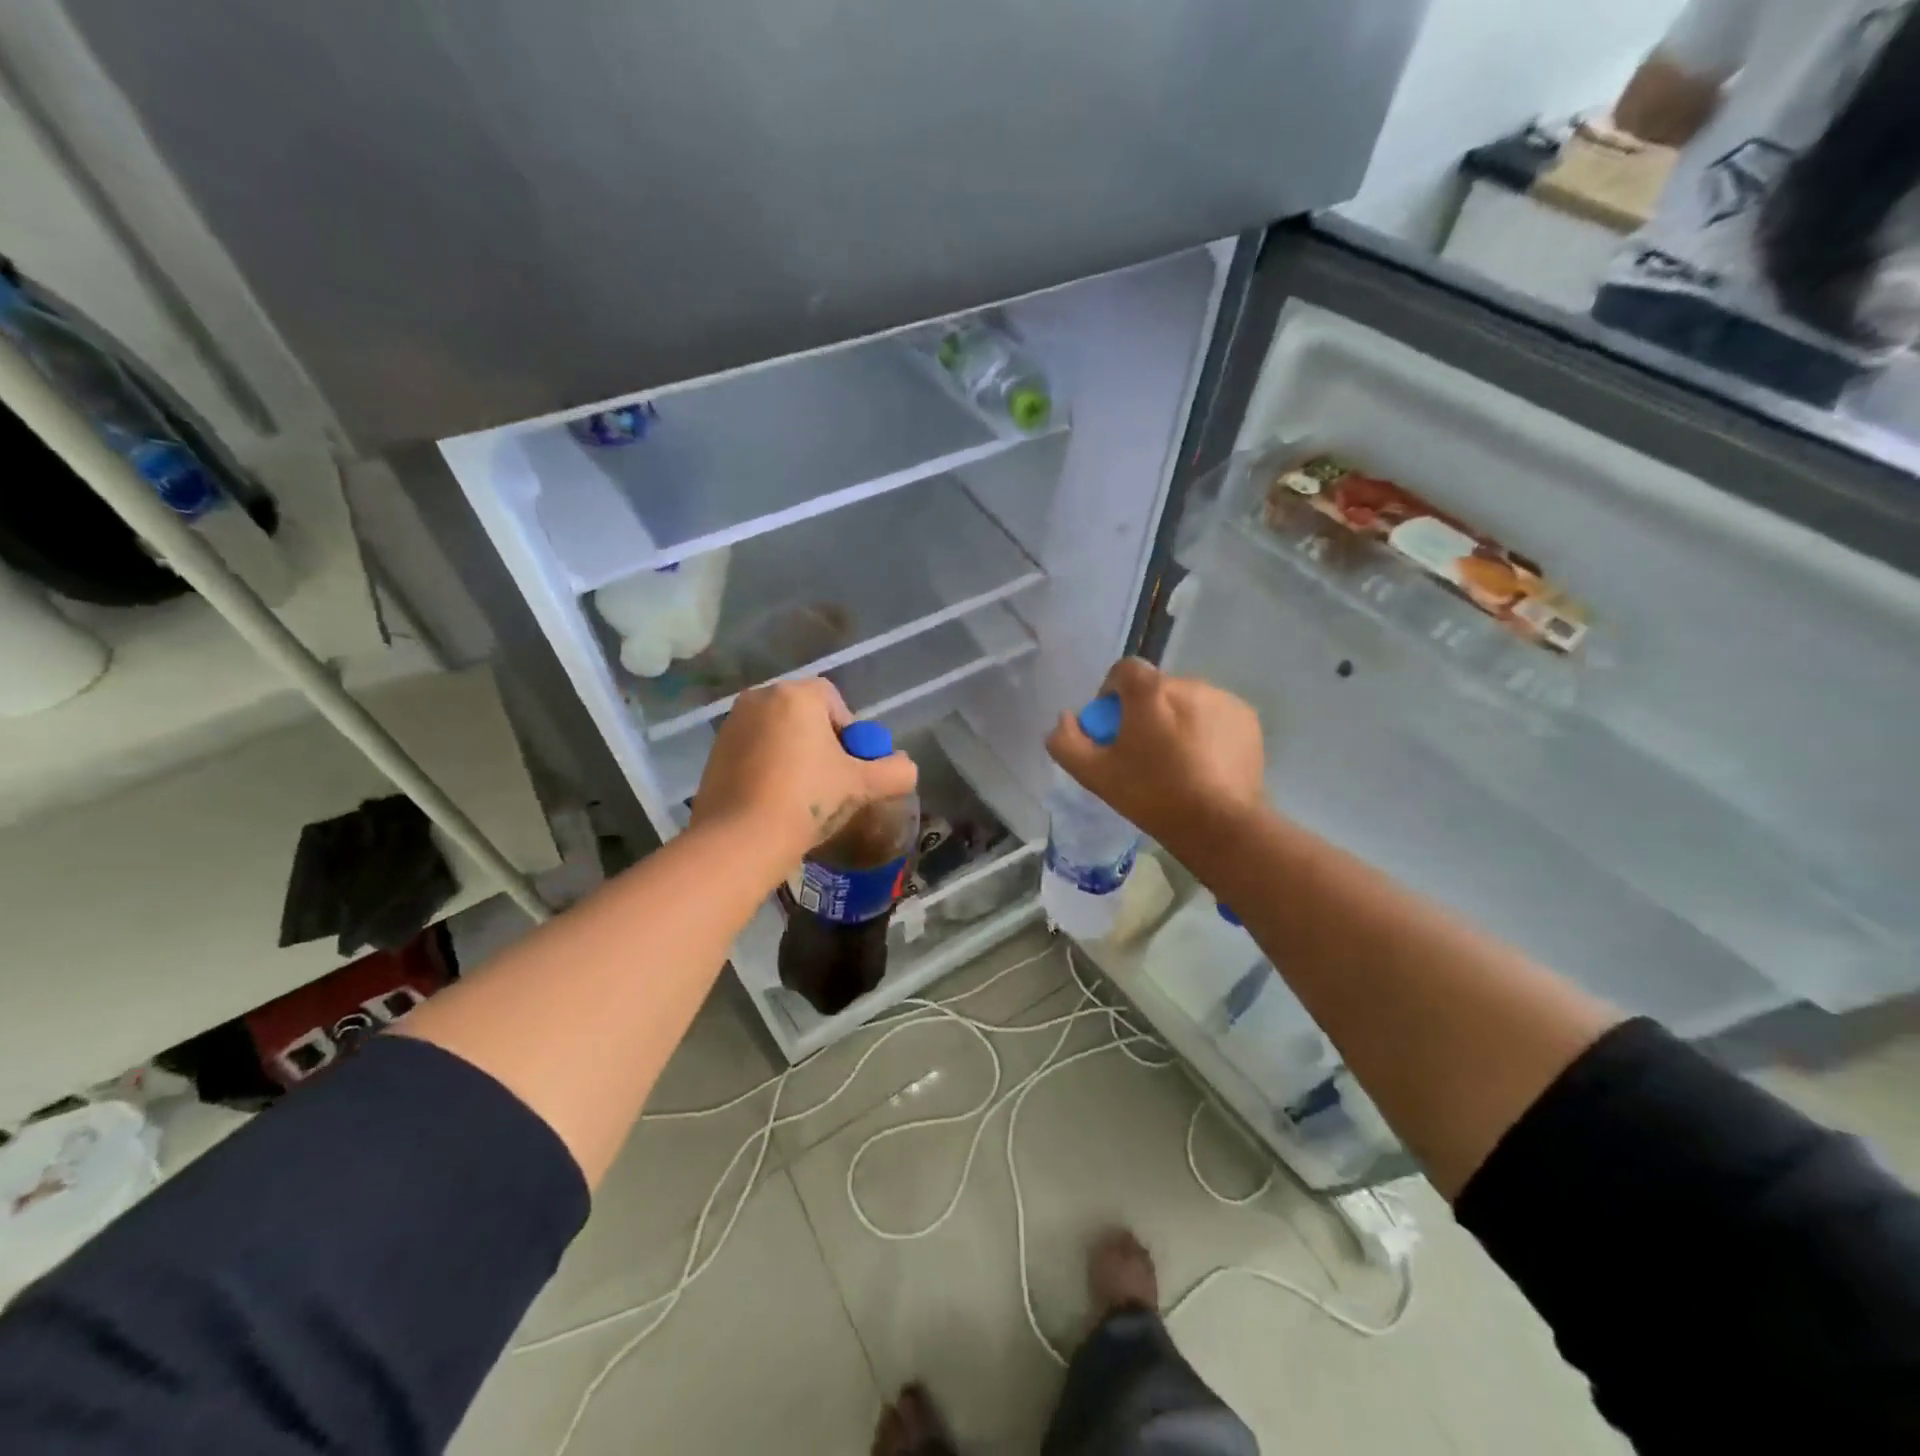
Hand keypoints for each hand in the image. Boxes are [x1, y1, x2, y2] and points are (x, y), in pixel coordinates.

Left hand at [691, 679, 917, 867]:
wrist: (741, 839)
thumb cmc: (806, 799)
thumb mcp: (861, 785)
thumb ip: (894, 772)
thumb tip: (906, 767)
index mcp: (796, 695)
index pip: (834, 700)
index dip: (850, 733)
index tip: (850, 766)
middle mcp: (760, 699)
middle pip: (805, 715)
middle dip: (822, 743)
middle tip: (831, 782)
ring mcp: (732, 725)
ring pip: (779, 733)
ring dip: (795, 755)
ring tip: (803, 795)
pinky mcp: (714, 752)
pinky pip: (754, 750)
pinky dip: (768, 767)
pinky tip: (775, 800)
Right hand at [1046, 658, 1264, 853]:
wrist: (1219, 824)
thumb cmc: (1152, 795)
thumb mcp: (1095, 774)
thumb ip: (1067, 741)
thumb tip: (1065, 718)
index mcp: (1149, 691)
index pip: (1124, 670)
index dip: (1113, 694)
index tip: (1114, 726)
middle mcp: (1188, 683)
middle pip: (1156, 688)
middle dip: (1146, 711)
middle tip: (1144, 751)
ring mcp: (1222, 699)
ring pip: (1188, 701)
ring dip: (1177, 719)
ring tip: (1177, 760)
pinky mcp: (1246, 718)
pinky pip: (1215, 714)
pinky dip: (1206, 730)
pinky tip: (1204, 763)